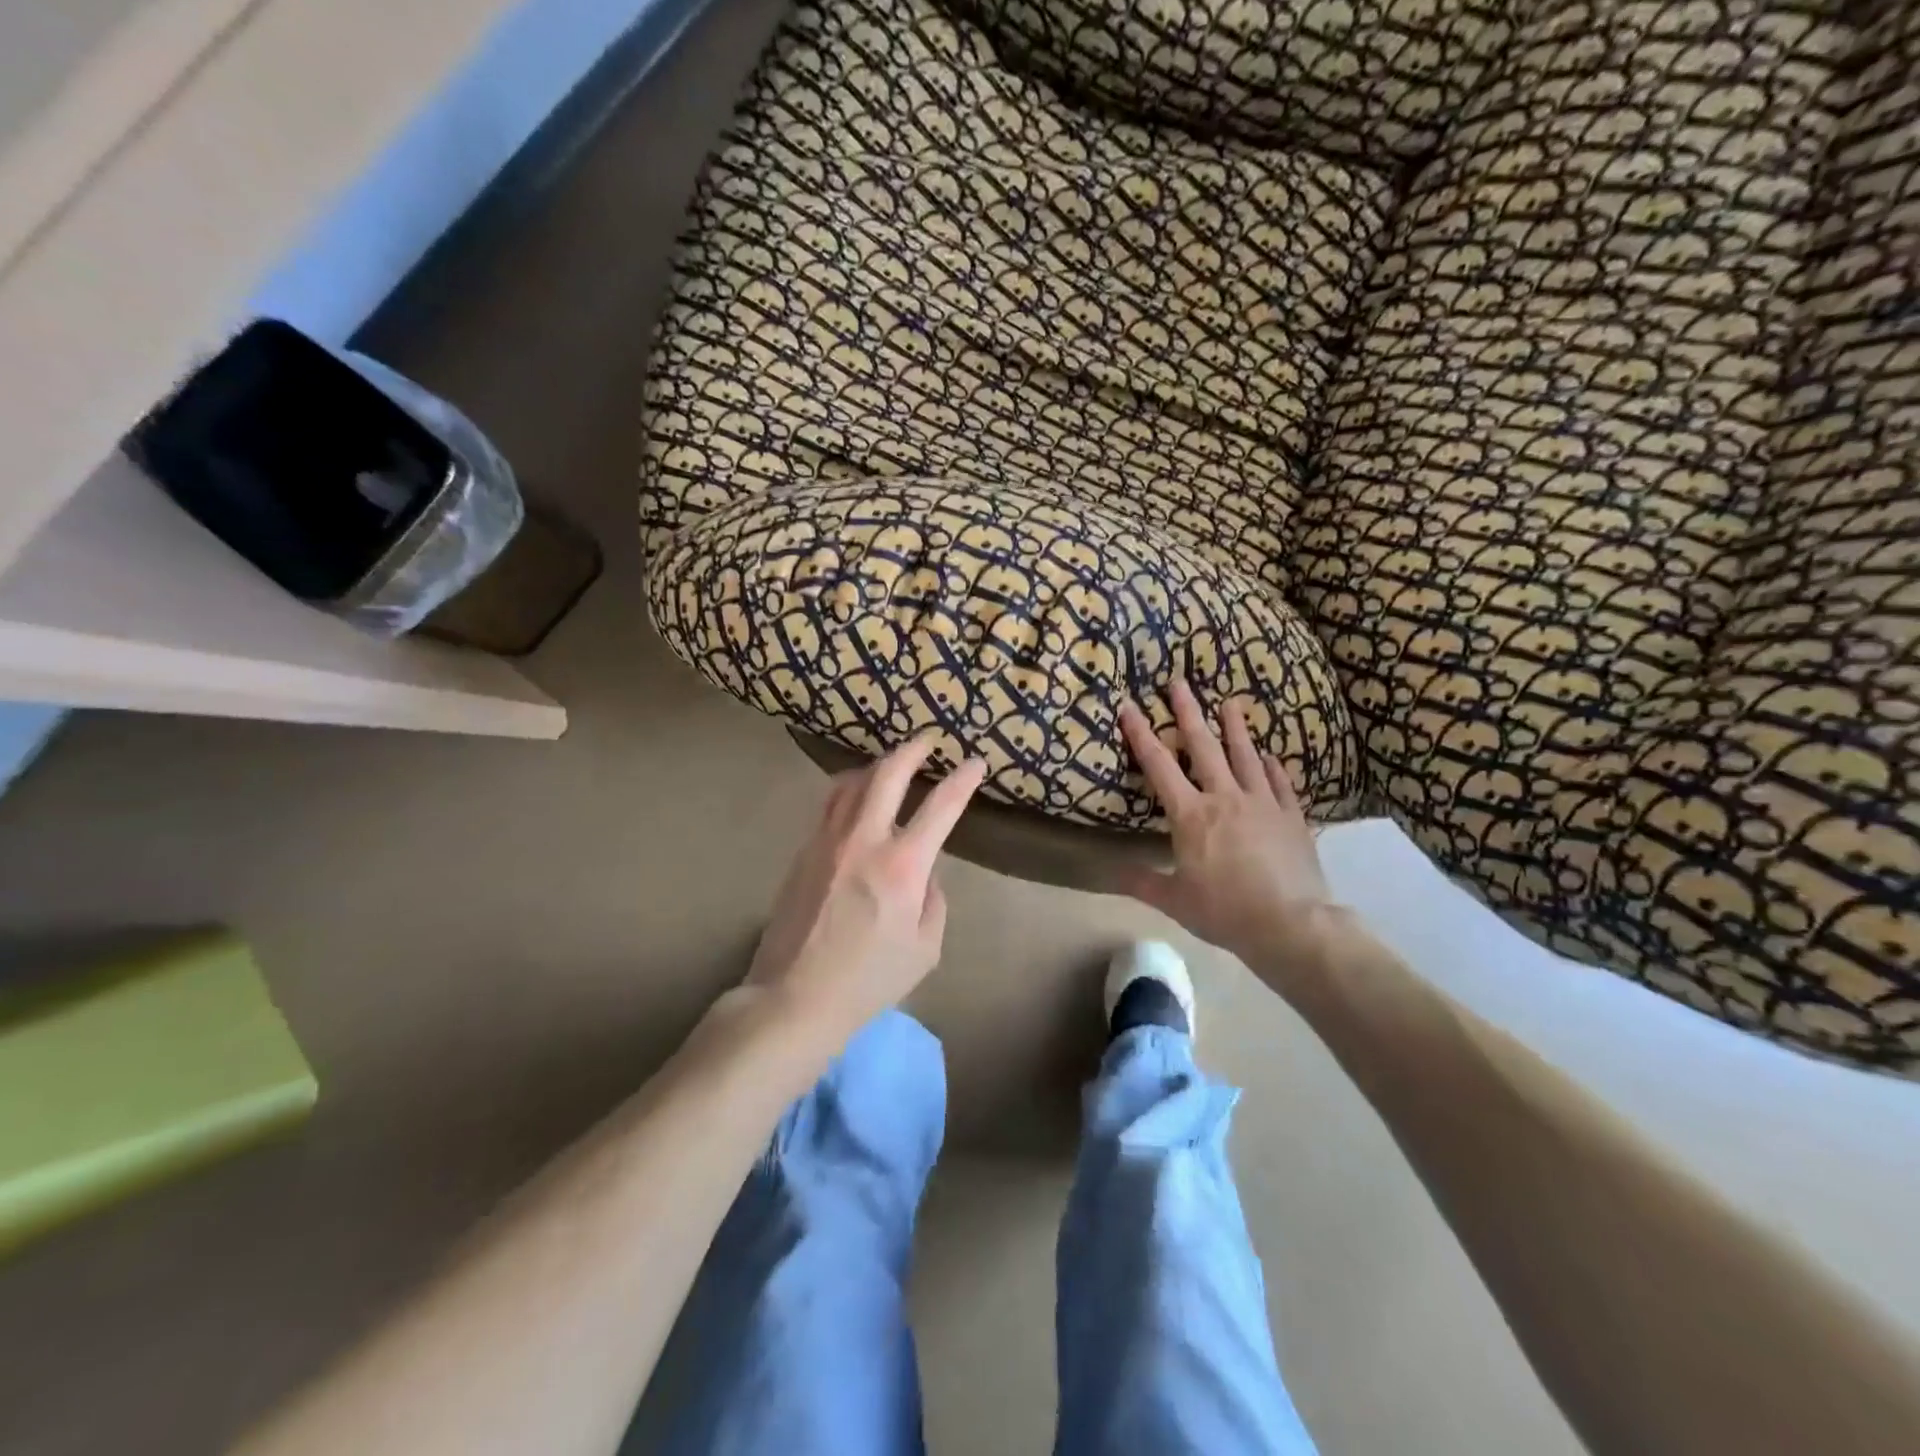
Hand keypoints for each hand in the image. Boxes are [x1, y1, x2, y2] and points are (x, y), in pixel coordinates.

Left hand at [746, 737, 985, 1045]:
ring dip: (876, 766)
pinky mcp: (803, 852)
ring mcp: (827, 842)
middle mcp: (863, 840)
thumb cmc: (869, 980)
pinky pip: (830, 805)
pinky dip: (849, 789)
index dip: (962, 780)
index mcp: (902, 865)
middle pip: (887, 775)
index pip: (941, 807)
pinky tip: (855, 796)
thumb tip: (924, 873)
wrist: (794, 996)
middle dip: (911, 751)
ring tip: (890, 763)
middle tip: (927, 740)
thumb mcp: (925, 949)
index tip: (975, 763)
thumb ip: (933, 901)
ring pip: (851, 783)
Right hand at [1118, 681, 1338, 964]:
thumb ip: (1142, 882)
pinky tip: (1268, 756)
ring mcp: (1262, 803)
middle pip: (1203, 746)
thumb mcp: (1175, 901)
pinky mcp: (1291, 816)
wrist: (1291, 924)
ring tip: (1230, 702)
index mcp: (1191, 815)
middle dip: (1188, 712)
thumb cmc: (1225, 912)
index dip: (1141, 735)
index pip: (1159, 766)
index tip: (1130, 707)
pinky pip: (1279, 783)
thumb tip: (1110, 873)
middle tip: (1180, 682)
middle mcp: (1224, 797)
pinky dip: (1271, 766)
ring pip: (1244, 756)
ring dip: (1234, 728)